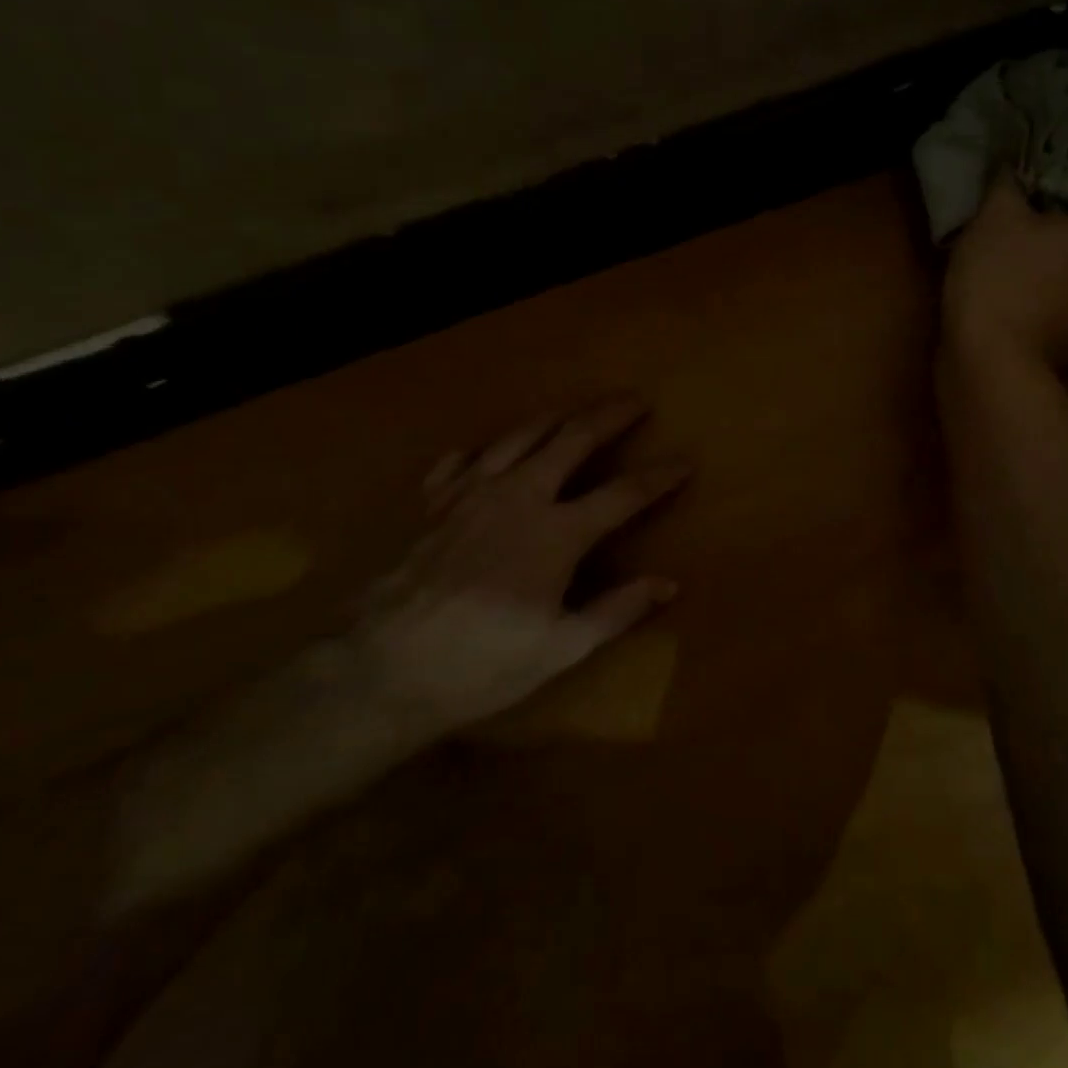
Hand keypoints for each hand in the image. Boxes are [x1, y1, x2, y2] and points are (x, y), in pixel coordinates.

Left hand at [353, 398, 690, 733]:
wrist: (382, 667)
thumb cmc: (480, 663)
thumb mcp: (560, 648)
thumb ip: (617, 610)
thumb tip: (669, 584)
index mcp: (557, 533)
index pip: (623, 493)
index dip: (659, 476)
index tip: (685, 460)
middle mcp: (519, 496)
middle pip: (572, 439)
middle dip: (608, 415)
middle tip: (634, 400)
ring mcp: (471, 493)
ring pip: (519, 436)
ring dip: (553, 417)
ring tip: (572, 409)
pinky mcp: (433, 503)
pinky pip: (461, 459)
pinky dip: (481, 450)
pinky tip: (485, 451)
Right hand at [942, 167, 1067, 369]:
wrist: (991, 364)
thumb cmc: (1001, 277)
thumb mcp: (996, 215)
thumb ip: (1009, 180)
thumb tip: (1012, 167)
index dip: (1053, 170)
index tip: (1018, 176)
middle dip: (1053, 213)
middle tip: (1010, 211)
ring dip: (1051, 250)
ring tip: (1007, 247)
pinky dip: (1047, 282)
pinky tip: (1011, 284)